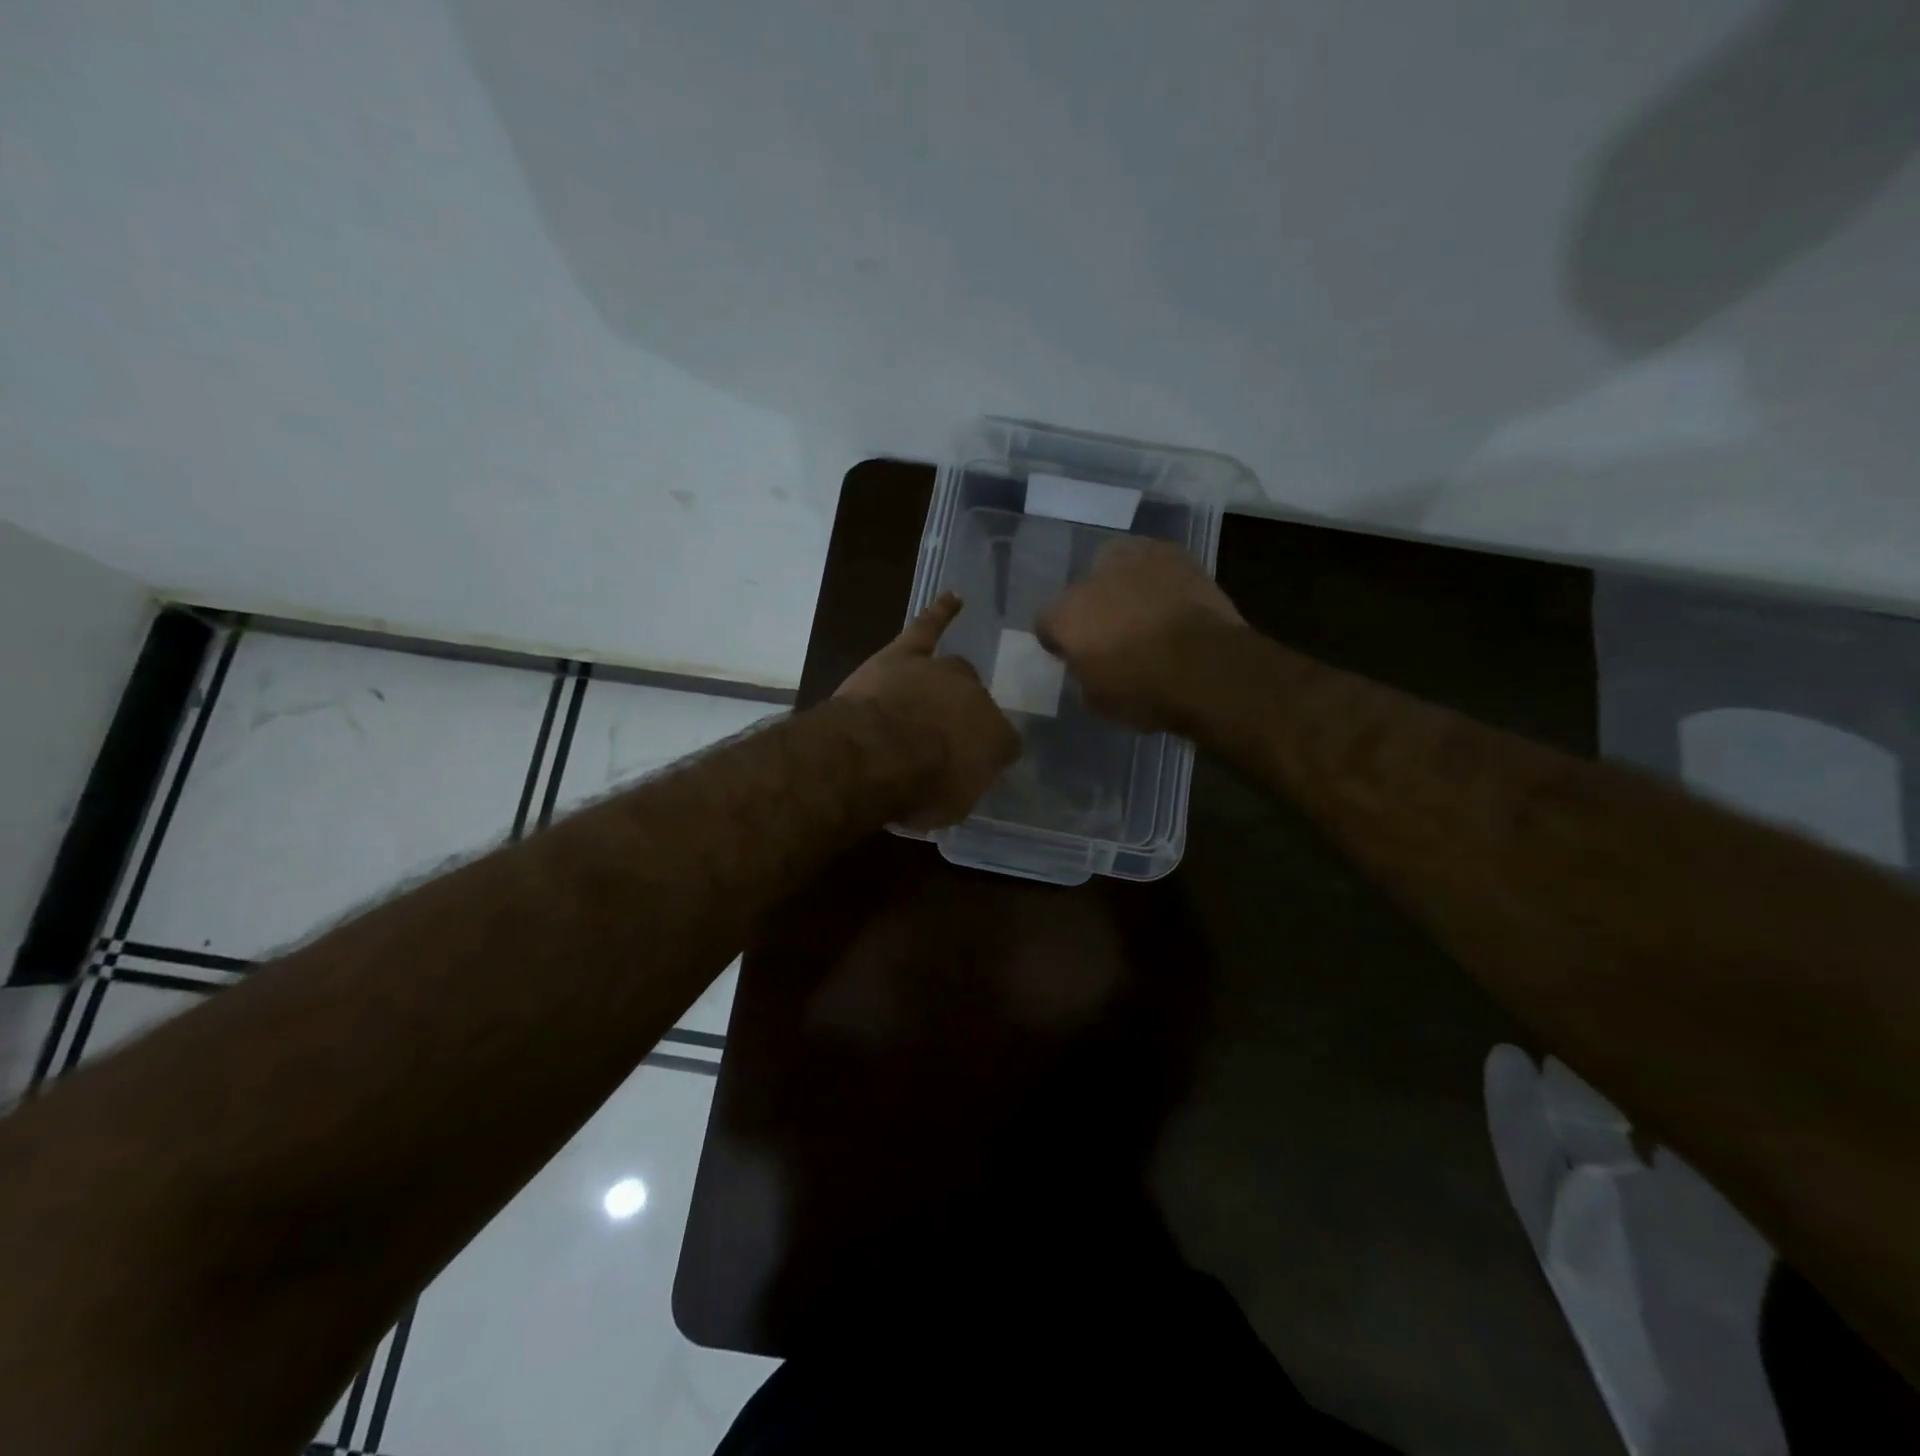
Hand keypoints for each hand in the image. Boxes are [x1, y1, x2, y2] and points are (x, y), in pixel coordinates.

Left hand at [836, 592, 1019, 829]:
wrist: (877, 752)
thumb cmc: (919, 788)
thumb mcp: (951, 806)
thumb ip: (962, 787)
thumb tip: (962, 778)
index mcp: (996, 738)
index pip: (1003, 744)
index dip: (989, 755)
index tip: (974, 768)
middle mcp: (977, 698)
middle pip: (978, 703)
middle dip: (966, 718)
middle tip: (944, 739)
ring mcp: (941, 672)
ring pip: (955, 671)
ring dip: (949, 684)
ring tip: (942, 694)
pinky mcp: (905, 654)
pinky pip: (927, 628)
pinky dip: (940, 612)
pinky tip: (953, 597)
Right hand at [1035, 539, 1243, 730]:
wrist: (1208, 668)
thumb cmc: (1144, 693)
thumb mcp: (1098, 700)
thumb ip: (1084, 672)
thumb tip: (1088, 664)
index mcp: (1065, 614)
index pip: (1046, 621)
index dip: (1059, 639)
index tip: (1073, 655)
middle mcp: (1092, 577)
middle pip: (1082, 588)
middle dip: (1093, 606)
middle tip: (1112, 631)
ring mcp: (1135, 559)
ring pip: (1118, 567)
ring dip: (1124, 585)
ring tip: (1144, 611)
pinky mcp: (1175, 553)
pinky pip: (1156, 564)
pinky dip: (1159, 580)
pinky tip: (1172, 602)